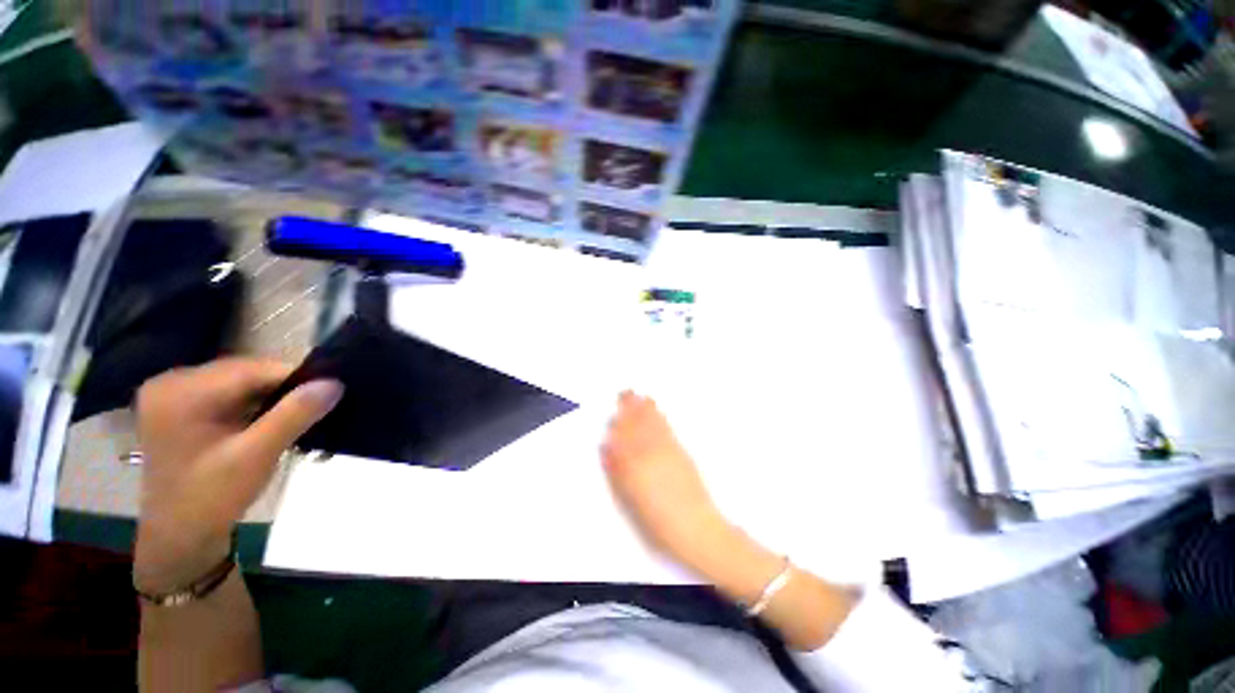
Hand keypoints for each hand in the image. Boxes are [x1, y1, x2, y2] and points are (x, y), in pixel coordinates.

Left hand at [133, 358, 342, 592]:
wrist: (179, 536)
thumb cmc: (211, 498)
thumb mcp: (256, 456)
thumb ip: (294, 415)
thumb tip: (335, 383)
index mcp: (180, 391)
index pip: (252, 370)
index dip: (296, 378)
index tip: (332, 392)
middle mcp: (172, 382)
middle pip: (245, 374)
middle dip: (284, 389)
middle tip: (319, 408)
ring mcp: (174, 393)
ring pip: (242, 383)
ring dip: (273, 397)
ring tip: (300, 415)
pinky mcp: (182, 406)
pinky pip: (230, 393)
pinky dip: (256, 405)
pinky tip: (271, 421)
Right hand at [601, 391, 729, 572]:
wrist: (696, 528)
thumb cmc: (658, 523)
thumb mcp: (630, 501)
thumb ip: (617, 472)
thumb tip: (607, 449)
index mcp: (634, 464)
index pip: (622, 437)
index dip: (617, 424)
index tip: (613, 412)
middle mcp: (650, 451)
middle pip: (637, 425)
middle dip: (630, 408)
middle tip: (625, 392)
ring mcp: (667, 450)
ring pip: (652, 423)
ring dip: (645, 408)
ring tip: (640, 395)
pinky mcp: (681, 452)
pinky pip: (666, 428)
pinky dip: (660, 417)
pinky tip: (657, 411)